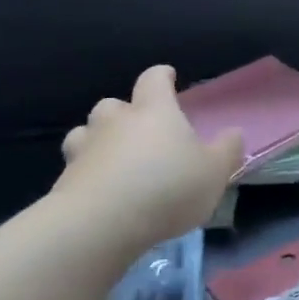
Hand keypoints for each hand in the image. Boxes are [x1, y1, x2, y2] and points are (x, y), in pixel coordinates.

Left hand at [55, 65, 242, 250]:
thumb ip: (227, 150)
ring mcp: (86, 148)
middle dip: (125, 112)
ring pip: (87, 132)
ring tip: (113, 158)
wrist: (101, 223)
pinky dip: (87, 172)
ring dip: (98, 139)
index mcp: (154, 110)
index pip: (154, 79)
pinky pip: (76, 166)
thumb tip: (233, 133)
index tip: (169, 78)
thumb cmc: (167, 188)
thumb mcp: (214, 172)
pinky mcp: (65, 179)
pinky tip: (99, 190)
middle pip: (114, 104)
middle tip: (140, 129)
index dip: (162, 76)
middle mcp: (116, 121)